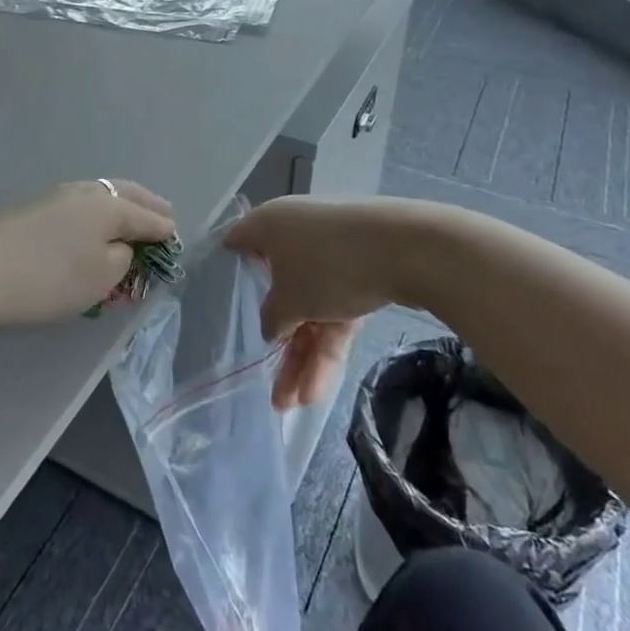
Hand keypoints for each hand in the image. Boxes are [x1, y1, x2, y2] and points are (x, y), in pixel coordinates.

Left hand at [0, 180, 176, 327]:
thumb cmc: (50, 277)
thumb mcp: (101, 277)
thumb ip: (123, 259)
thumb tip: (121, 246)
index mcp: (108, 205)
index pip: (146, 216)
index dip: (163, 228)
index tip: (176, 236)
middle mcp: (84, 191)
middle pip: (124, 193)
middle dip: (146, 205)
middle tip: (164, 215)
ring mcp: (55, 196)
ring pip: (99, 195)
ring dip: (119, 206)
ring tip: (130, 219)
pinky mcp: (32, 208)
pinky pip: (78, 205)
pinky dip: (96, 213)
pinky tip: (92, 224)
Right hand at [224, 196, 400, 409]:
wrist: (407, 248)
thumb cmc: (327, 266)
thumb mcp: (288, 301)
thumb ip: (270, 318)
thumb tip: (271, 326)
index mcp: (268, 226)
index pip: (237, 245)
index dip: (228, 273)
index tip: (222, 305)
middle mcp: (296, 234)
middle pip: (278, 291)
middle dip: (279, 344)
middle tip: (273, 389)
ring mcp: (332, 252)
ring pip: (311, 307)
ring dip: (305, 356)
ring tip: (298, 404)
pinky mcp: (363, 270)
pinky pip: (337, 309)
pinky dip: (330, 343)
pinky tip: (322, 387)